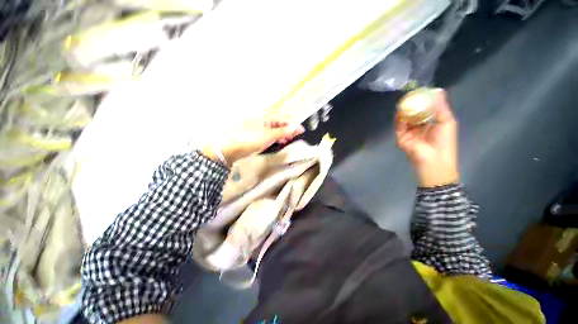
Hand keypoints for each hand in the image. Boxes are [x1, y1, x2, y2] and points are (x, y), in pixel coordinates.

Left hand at [203, 120, 304, 166]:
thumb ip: (283, 131)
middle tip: (292, 138)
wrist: (230, 149)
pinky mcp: (257, 133)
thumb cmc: (248, 140)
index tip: (300, 131)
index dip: (293, 124)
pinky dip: (275, 137)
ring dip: (282, 133)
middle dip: (288, 129)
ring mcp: (260, 126)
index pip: (284, 117)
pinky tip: (277, 141)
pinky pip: (270, 132)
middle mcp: (263, 119)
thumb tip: (297, 127)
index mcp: (266, 116)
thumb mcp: (269, 136)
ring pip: (276, 127)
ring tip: (285, 141)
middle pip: (280, 122)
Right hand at [395, 89, 459, 187]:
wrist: (433, 160)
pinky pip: (398, 126)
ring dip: (404, 111)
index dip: (423, 101)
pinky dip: (399, 119)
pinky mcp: (401, 138)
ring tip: (404, 101)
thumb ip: (441, 107)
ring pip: (404, 119)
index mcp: (430, 123)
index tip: (421, 91)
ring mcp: (408, 133)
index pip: (425, 110)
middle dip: (412, 104)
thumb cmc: (444, 141)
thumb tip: (439, 90)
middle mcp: (418, 127)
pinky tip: (401, 112)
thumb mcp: (446, 121)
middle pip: (413, 114)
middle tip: (410, 94)